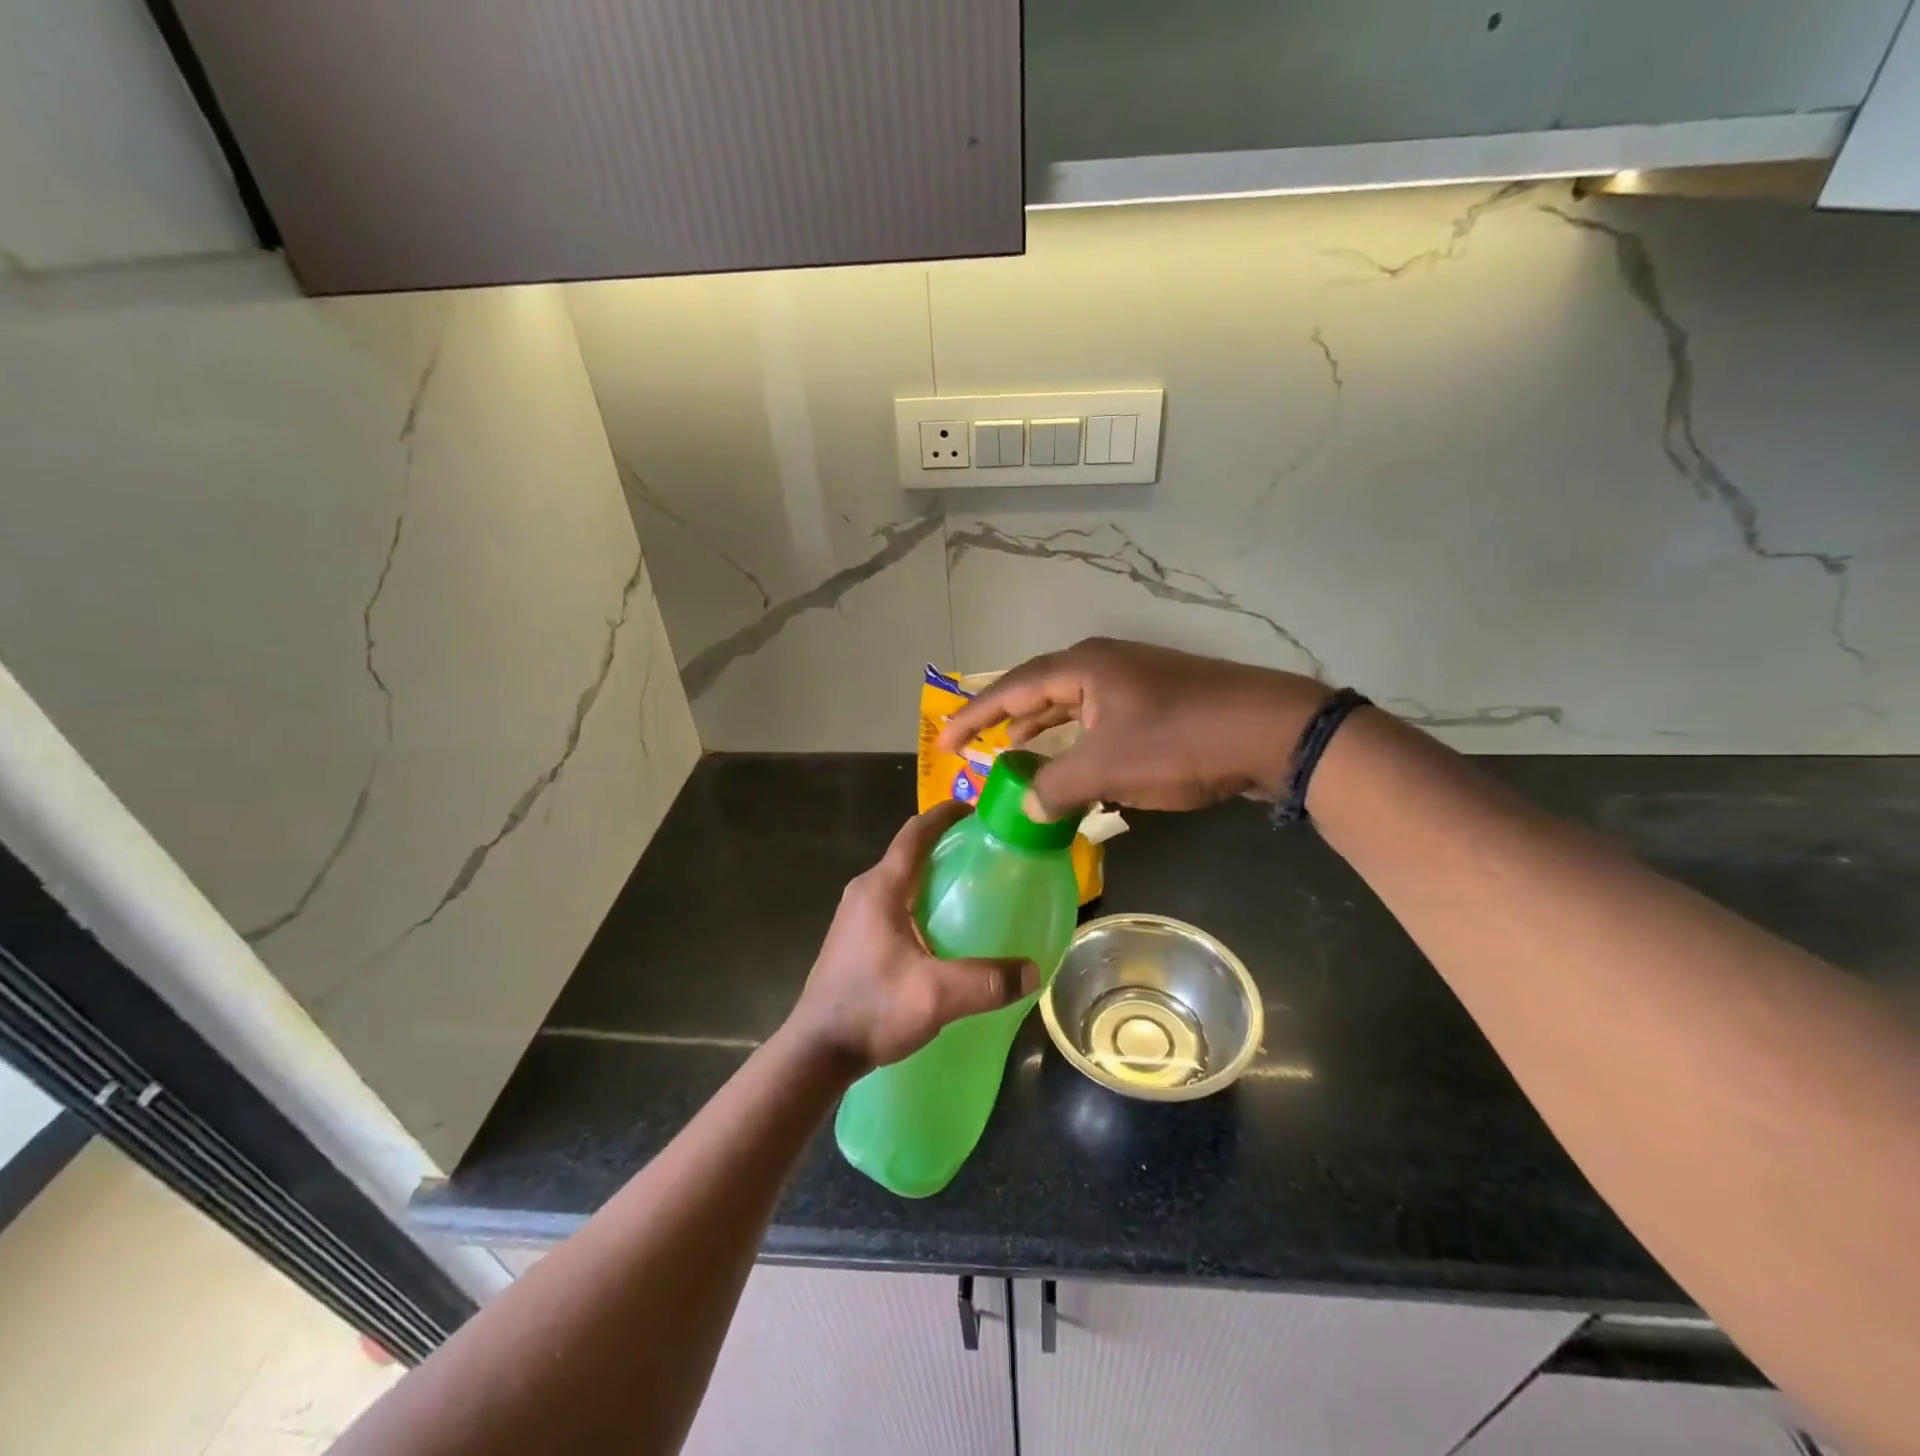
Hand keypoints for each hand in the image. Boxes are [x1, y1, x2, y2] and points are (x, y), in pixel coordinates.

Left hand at [786, 800, 1040, 1072]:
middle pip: (908, 853)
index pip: (914, 833)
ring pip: (900, 879)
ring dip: (932, 875)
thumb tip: (1033, 972)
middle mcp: (864, 892)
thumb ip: (987, 982)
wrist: (817, 1050)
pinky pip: (893, 903)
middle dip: (945, 845)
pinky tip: (942, 930)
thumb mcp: (935, 996)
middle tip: (986, 853)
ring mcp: (855, 915)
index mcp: (881, 888)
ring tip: (970, 888)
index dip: (945, 815)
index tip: (977, 809)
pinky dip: (920, 900)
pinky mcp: (854, 938)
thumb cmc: (871, 1008)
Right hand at [937, 638, 1330, 818]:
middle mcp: (1103, 664)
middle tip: (973, 746)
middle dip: (1005, 719)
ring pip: (1072, 706)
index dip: (972, 717)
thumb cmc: (1180, 741)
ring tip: (1015, 752)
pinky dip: (1079, 743)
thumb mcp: (1108, 768)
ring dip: (1043, 731)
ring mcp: (1134, 681)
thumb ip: (1056, 786)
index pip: (1011, 689)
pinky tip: (1077, 768)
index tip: (942, 742)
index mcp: (1083, 667)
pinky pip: (1100, 720)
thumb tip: (1025, 805)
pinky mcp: (1159, 702)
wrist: (1272, 731)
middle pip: (1038, 691)